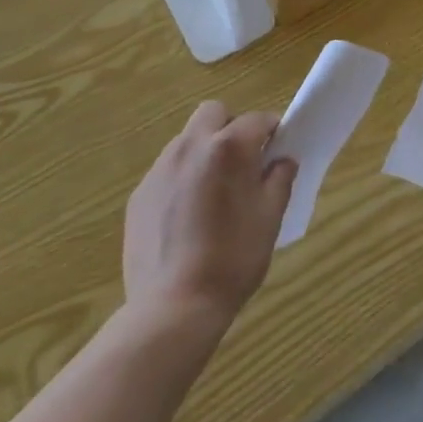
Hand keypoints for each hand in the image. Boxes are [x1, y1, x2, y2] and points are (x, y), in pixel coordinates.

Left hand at [122, 102, 296, 326]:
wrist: (172, 308)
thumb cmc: (232, 260)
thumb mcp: (270, 218)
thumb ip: (280, 179)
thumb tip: (282, 160)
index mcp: (229, 148)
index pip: (257, 119)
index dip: (272, 131)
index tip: (277, 151)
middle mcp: (191, 146)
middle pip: (214, 113)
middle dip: (231, 126)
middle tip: (242, 162)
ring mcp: (160, 169)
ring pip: (187, 139)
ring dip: (204, 150)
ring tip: (212, 192)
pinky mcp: (139, 194)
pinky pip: (167, 170)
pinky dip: (182, 178)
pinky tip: (187, 216)